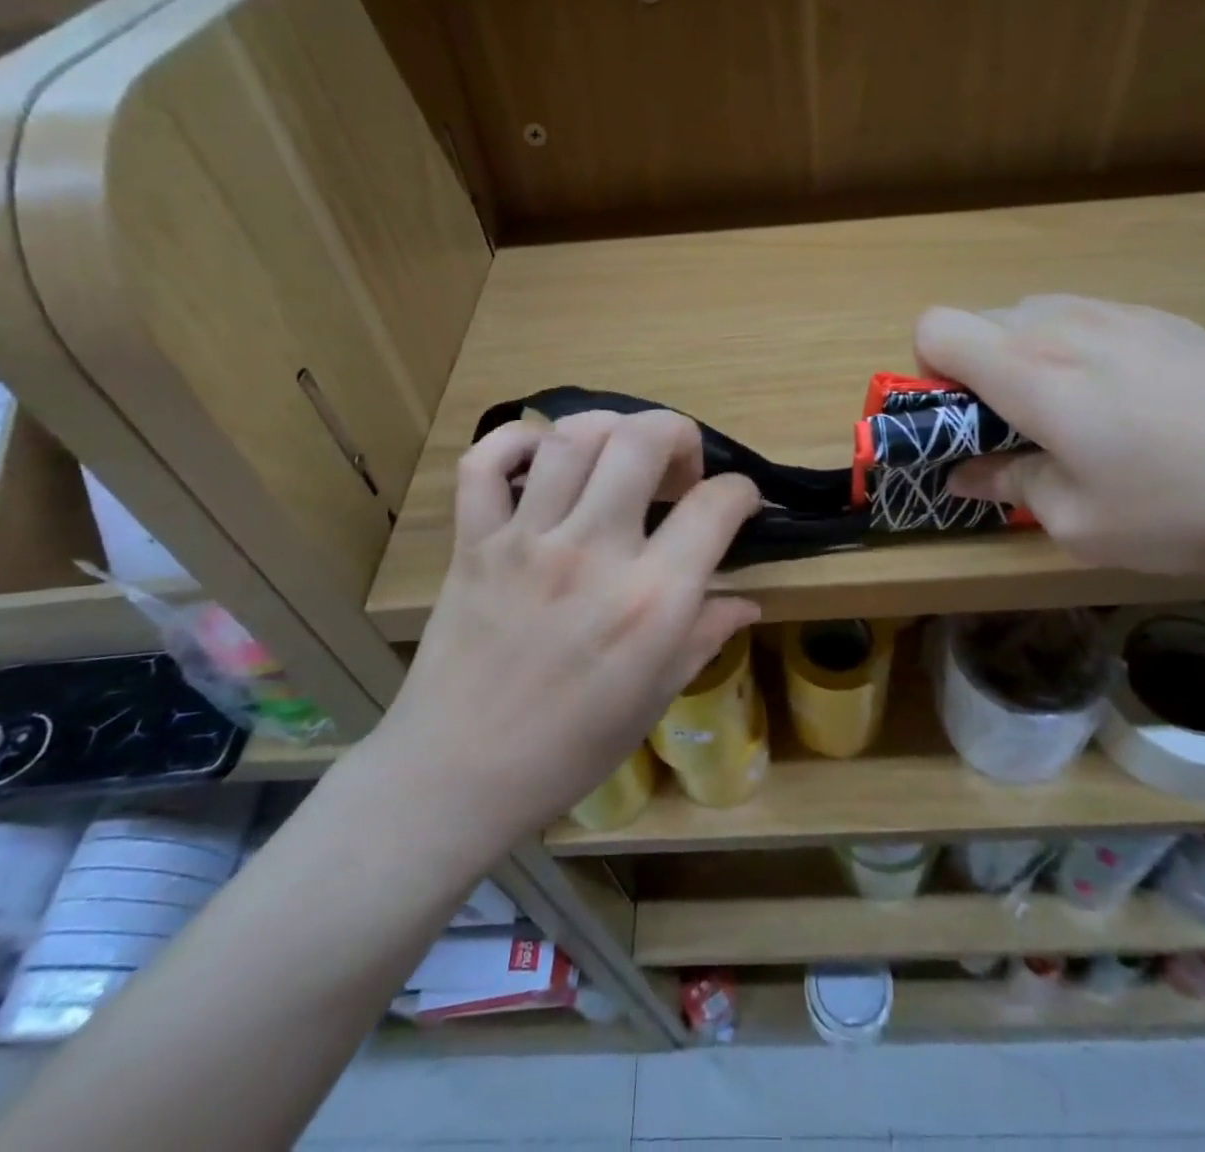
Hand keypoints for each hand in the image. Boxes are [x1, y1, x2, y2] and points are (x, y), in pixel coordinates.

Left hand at [373, 411, 760, 851]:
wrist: (457, 776)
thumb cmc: (569, 749)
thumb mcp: (655, 697)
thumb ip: (705, 635)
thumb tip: (747, 601)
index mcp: (650, 601)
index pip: (715, 506)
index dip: (740, 491)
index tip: (738, 501)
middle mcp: (592, 554)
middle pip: (642, 441)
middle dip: (678, 433)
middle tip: (679, 467)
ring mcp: (526, 542)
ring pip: (571, 438)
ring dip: (609, 429)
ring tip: (619, 455)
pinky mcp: (474, 543)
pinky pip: (485, 463)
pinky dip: (515, 441)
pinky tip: (542, 457)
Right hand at [917, 297, 1204, 579]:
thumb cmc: (1186, 506)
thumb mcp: (1078, 522)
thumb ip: (1007, 485)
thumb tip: (967, 472)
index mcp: (1030, 371)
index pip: (934, 328)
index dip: (928, 375)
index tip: (962, 424)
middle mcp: (1065, 325)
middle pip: (979, 321)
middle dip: (973, 373)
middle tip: (1014, 433)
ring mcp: (1121, 314)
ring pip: (1033, 317)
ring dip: (1023, 362)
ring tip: (1072, 420)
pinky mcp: (1167, 320)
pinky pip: (1086, 322)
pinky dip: (1074, 355)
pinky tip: (1130, 408)